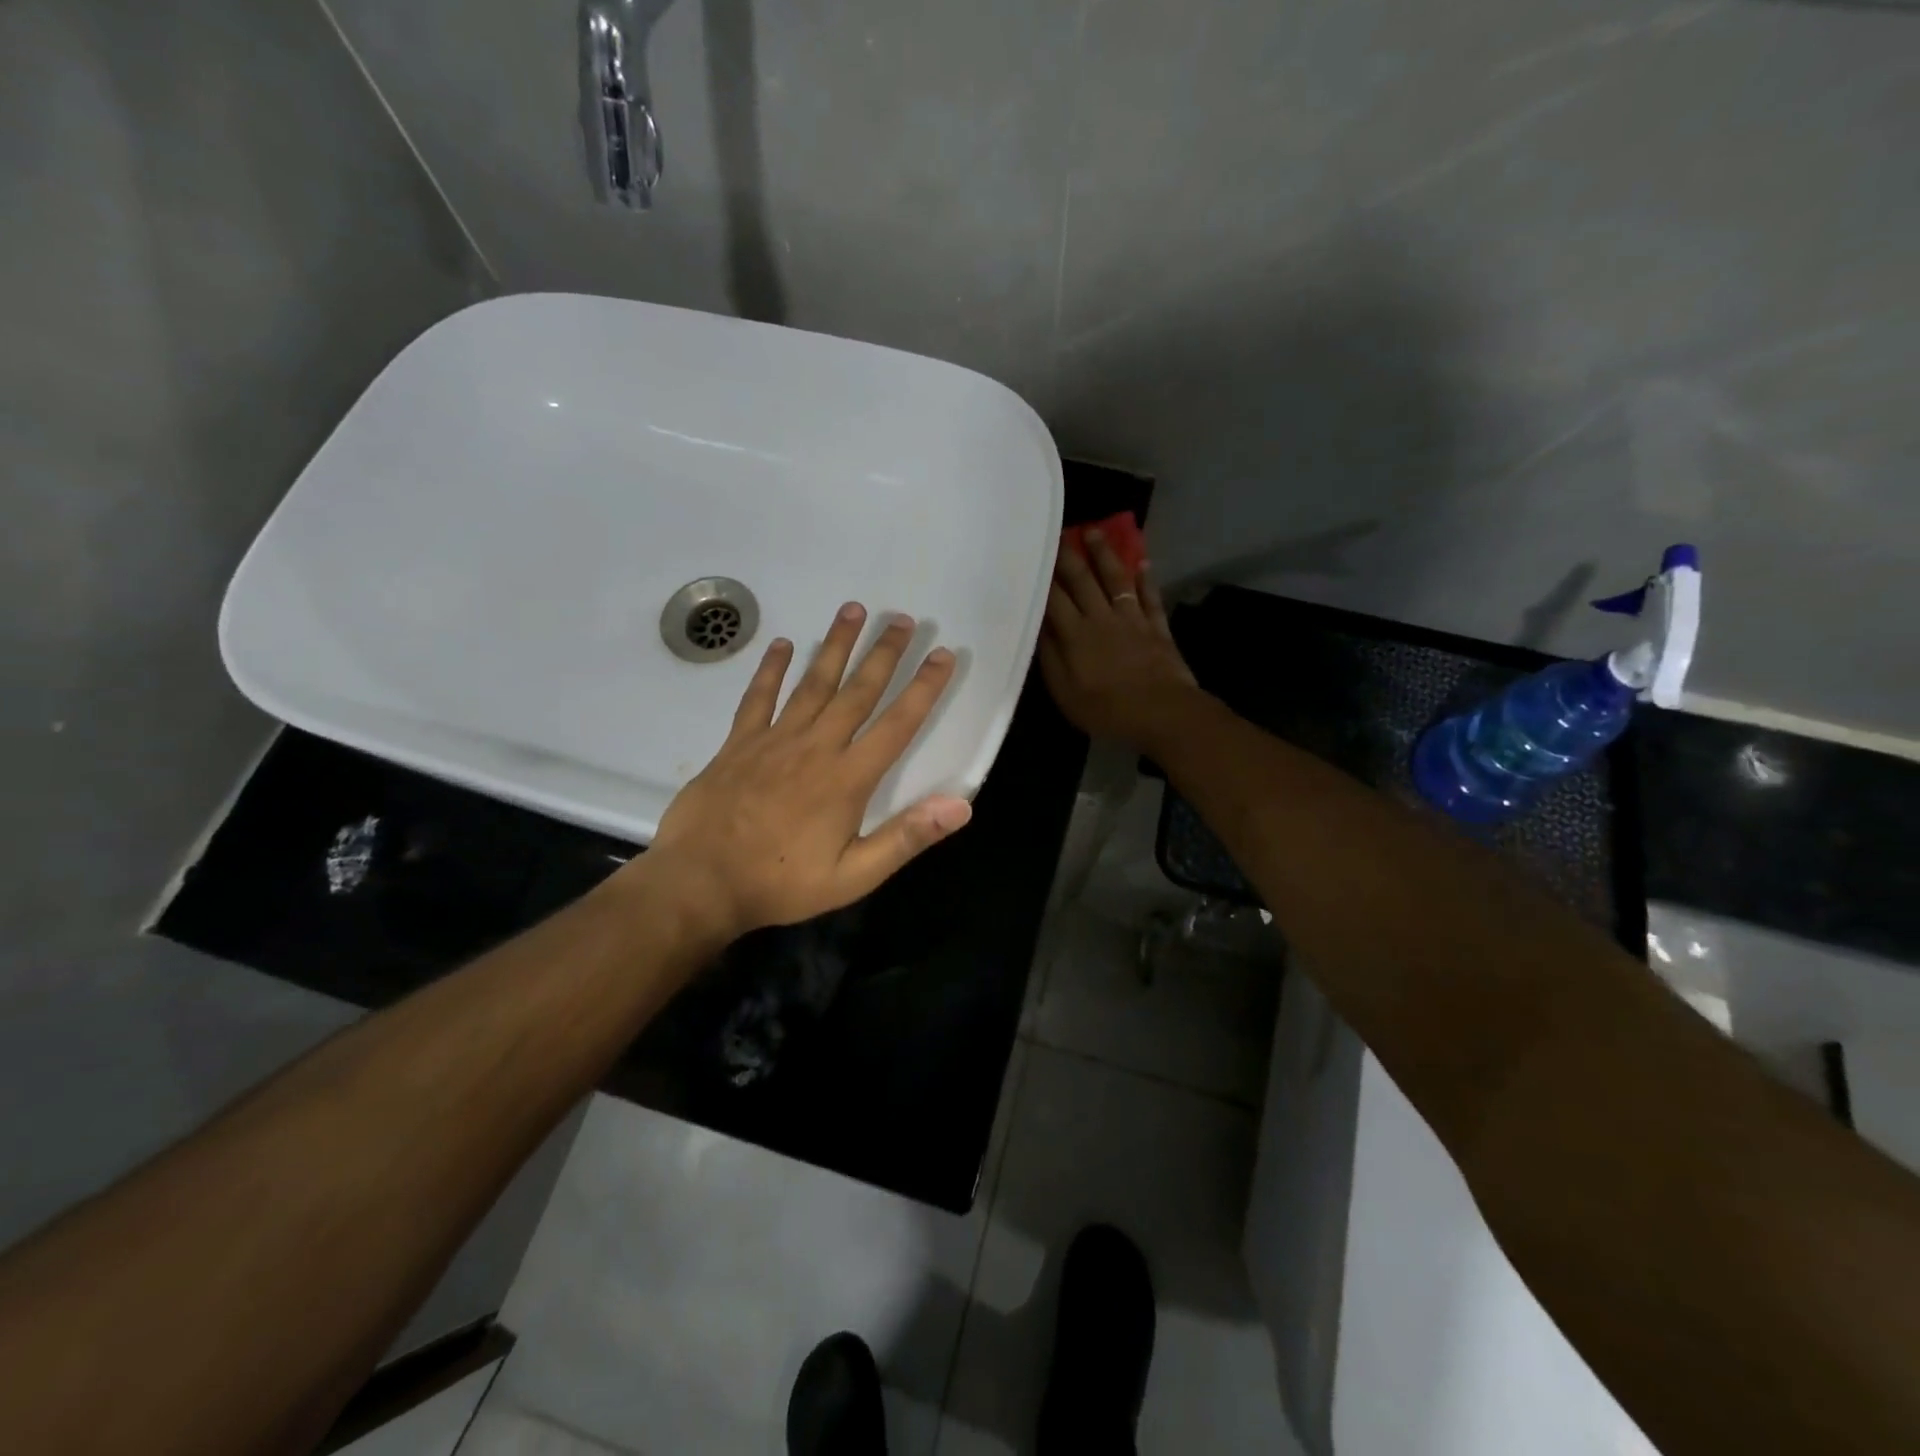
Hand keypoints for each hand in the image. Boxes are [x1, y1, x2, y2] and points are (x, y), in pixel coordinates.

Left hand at [631, 603, 971, 942]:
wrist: (700, 883)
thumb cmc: (781, 883)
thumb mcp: (854, 876)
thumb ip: (906, 838)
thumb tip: (960, 806)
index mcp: (848, 778)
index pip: (897, 724)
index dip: (924, 688)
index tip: (943, 654)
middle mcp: (816, 747)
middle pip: (857, 691)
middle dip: (884, 653)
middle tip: (903, 618)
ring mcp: (774, 740)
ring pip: (812, 682)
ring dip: (835, 645)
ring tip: (853, 609)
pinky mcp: (738, 743)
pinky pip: (759, 698)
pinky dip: (771, 670)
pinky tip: (783, 644)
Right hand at [1039, 527, 1202, 751]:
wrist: (1162, 713)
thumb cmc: (1106, 709)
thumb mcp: (1065, 692)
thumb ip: (1051, 657)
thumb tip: (1040, 627)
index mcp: (1075, 634)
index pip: (1054, 598)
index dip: (1043, 576)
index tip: (1034, 554)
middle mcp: (1101, 618)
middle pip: (1083, 580)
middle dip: (1070, 555)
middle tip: (1060, 532)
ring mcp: (1132, 620)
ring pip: (1116, 579)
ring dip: (1105, 555)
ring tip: (1095, 532)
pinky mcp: (1157, 628)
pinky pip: (1150, 597)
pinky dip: (1146, 579)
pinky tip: (1143, 563)